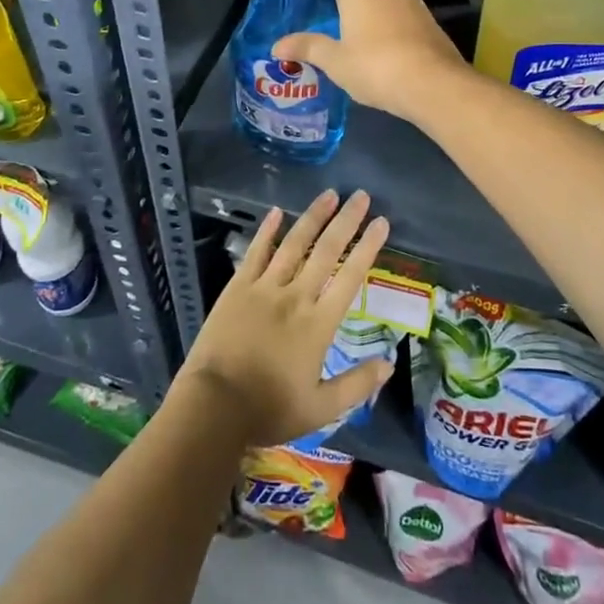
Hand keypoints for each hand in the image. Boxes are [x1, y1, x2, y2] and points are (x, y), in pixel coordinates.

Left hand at [176, 189, 392, 446]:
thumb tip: (389, 364)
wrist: (214, 406)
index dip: (368, 247)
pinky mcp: (238, 288)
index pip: (350, 277)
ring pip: (294, 244)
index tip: (381, 222)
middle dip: (346, 221)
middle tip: (361, 196)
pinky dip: (267, 231)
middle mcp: (296, 297)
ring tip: (329, 194)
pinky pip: (255, 253)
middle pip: (326, 251)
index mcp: (319, 324)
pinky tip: (277, 212)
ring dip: (313, 217)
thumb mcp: (321, 408)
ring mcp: (264, 288)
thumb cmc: (269, 409)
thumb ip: (357, 384)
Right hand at [275, 0, 463, 119]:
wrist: (434, 85)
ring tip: (354, 33)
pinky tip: (383, 51)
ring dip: (371, 10)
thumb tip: (277, 45)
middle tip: (330, 11)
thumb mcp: (336, 62)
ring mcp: (412, 1)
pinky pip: (401, 15)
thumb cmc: (375, 66)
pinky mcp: (428, 21)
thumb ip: (309, 48)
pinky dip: (391, 26)